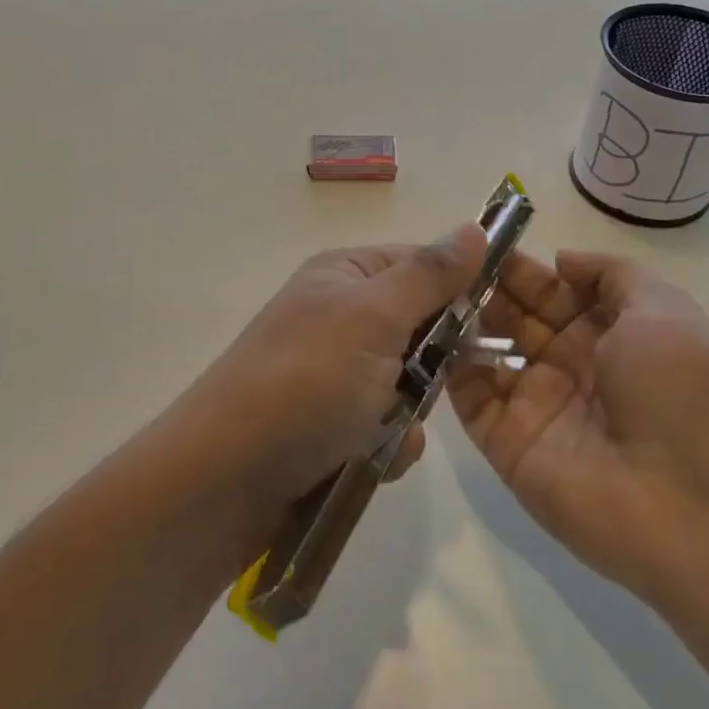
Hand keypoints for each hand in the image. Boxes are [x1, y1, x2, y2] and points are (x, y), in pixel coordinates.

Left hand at [175, 223, 487, 537]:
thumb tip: (475, 227)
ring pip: (408, 384)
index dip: (458, 292)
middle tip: (422, 385)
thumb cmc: (305, 383)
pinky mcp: (328, 425)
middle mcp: (338, 316)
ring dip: (408, 414)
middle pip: (420, 328)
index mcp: (344, 275)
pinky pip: (385, 426)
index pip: (423, 265)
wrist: (222, 481)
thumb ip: (430, 275)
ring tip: (381, 433)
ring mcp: (331, 373)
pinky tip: (368, 461)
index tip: (486, 328)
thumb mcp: (374, 317)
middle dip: (431, 365)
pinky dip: (386, 445)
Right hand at [449, 249, 708, 619]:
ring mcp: (538, 407)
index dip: (521, 268)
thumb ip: (611, 274)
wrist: (696, 507)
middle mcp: (571, 367)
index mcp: (609, 334)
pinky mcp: (510, 446)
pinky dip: (449, 371)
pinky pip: (471, 402)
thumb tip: (560, 261)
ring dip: (462, 325)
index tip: (482, 242)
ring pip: (487, 355)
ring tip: (433, 294)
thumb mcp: (663, 308)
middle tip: (449, 265)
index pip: (552, 291)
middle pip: (516, 319)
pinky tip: (432, 337)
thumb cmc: (680, 390)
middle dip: (486, 290)